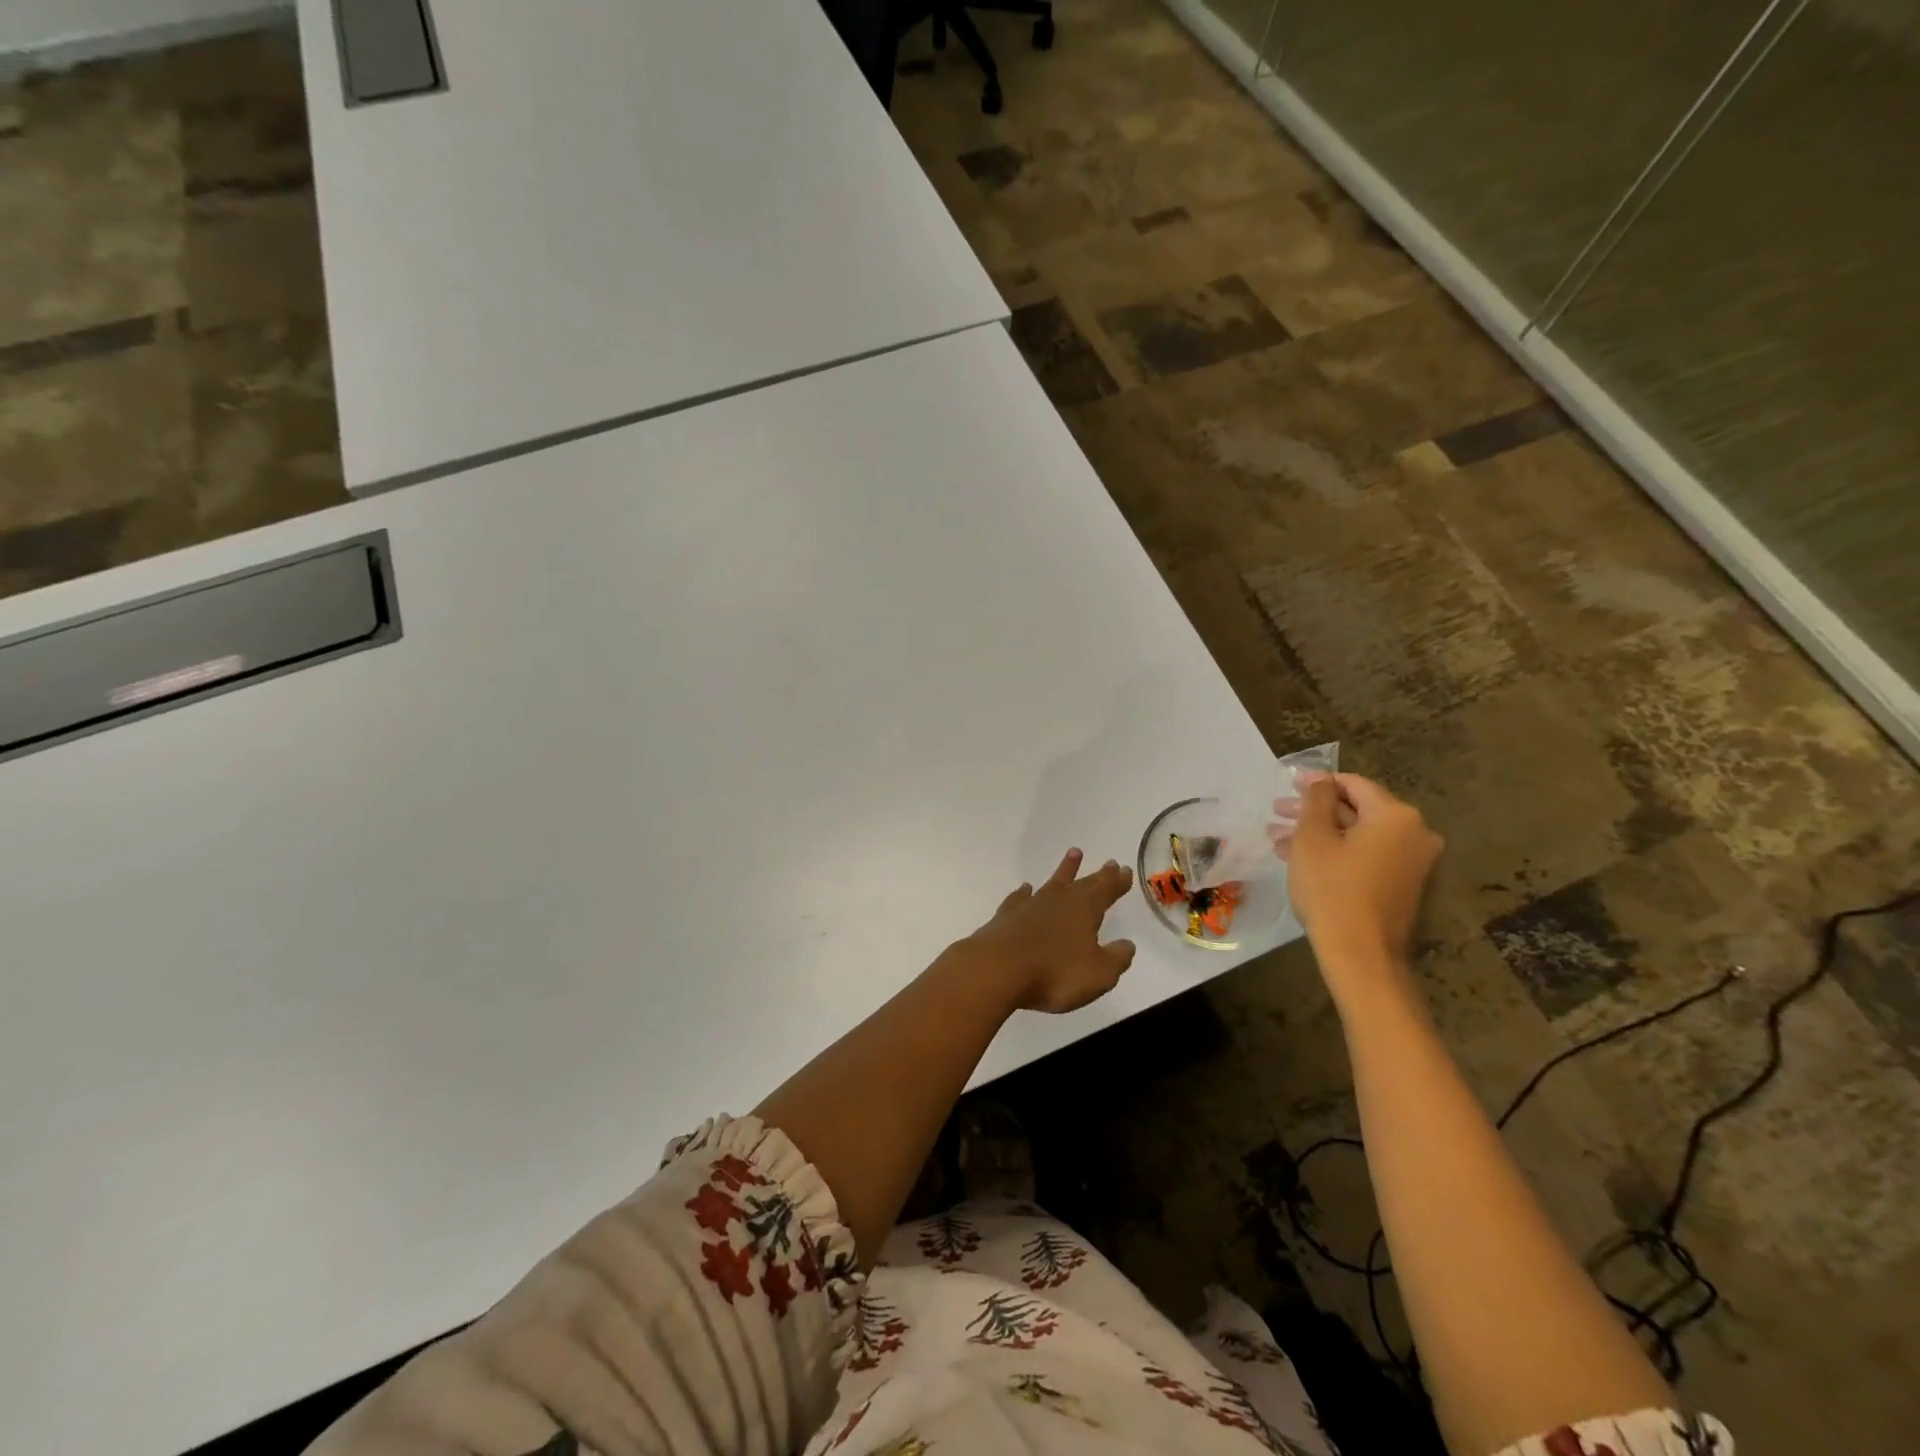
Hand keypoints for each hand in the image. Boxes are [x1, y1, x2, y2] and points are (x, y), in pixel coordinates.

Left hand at [962, 849, 1136, 1013]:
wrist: (997, 969)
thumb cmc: (1054, 973)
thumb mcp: (1098, 974)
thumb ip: (1116, 959)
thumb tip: (1127, 945)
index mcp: (1084, 911)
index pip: (1106, 892)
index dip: (1117, 882)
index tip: (1125, 870)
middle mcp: (1058, 901)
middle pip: (1082, 883)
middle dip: (1098, 875)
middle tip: (1110, 862)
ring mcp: (1030, 906)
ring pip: (1052, 883)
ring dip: (1065, 870)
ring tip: (1074, 853)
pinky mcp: (1006, 917)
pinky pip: (1020, 898)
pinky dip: (1024, 893)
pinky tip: (1025, 889)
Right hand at [1281, 774, 1441, 969]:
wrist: (1360, 953)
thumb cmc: (1332, 888)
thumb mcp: (1312, 837)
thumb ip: (1315, 800)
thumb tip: (1320, 780)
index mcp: (1395, 815)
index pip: (1353, 784)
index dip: (1317, 782)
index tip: (1287, 784)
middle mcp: (1413, 833)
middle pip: (1356, 809)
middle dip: (1314, 811)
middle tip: (1277, 811)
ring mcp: (1411, 861)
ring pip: (1357, 835)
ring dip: (1319, 833)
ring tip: (1278, 839)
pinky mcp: (1402, 884)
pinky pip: (1366, 855)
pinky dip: (1336, 851)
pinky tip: (1299, 858)